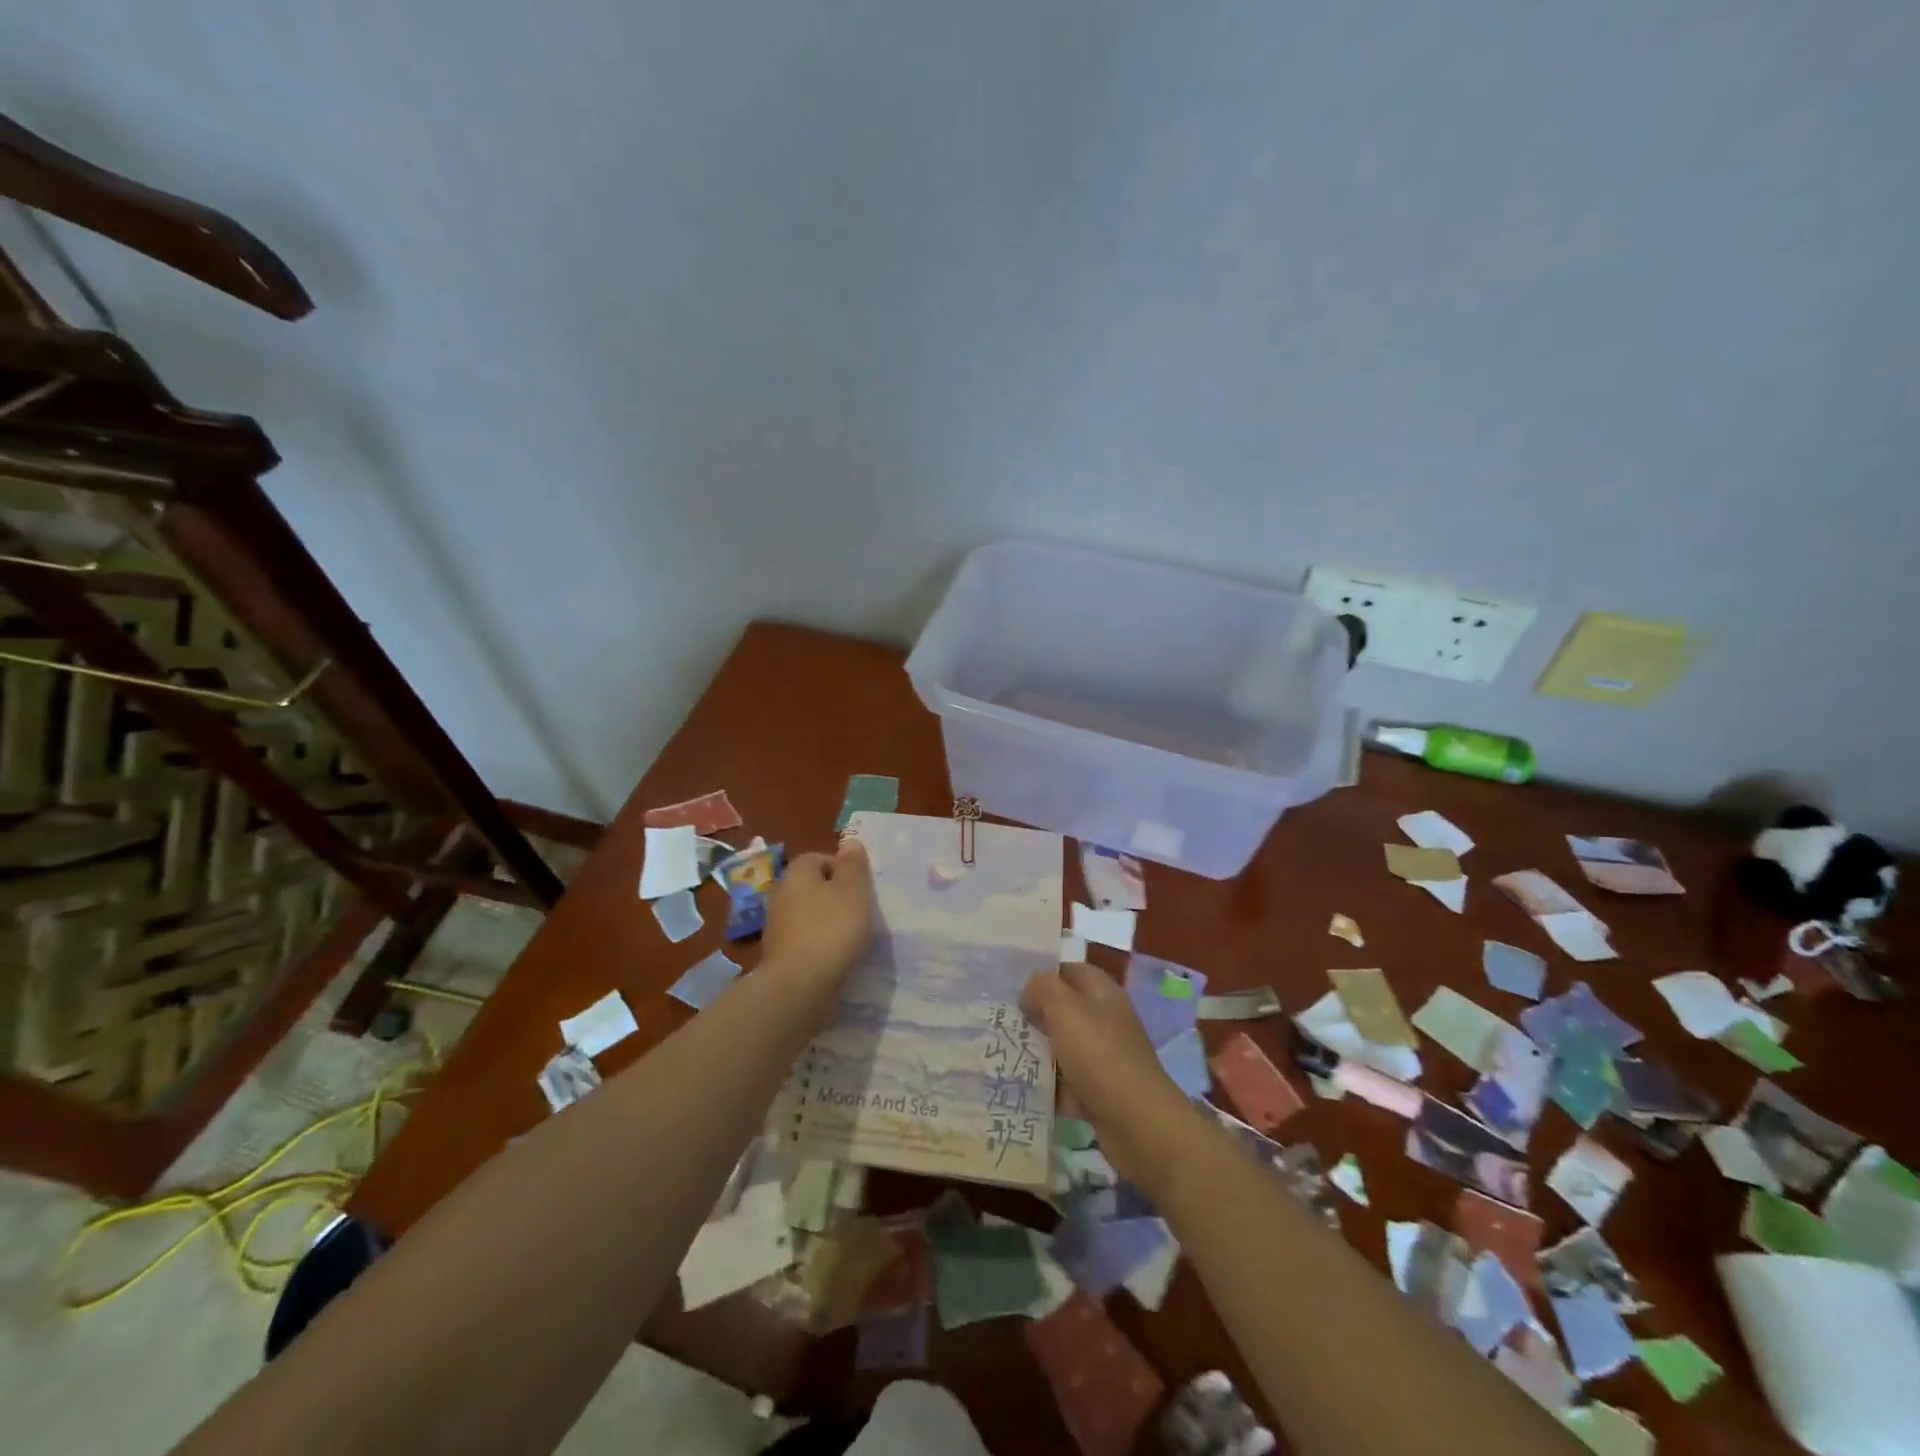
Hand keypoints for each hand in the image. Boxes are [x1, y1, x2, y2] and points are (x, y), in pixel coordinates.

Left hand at [762, 838, 873, 996]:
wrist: (798, 986)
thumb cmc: (831, 930)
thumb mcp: (854, 891)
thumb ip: (853, 865)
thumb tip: (849, 842)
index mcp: (797, 873)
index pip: (820, 858)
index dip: (843, 870)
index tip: (861, 889)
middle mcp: (780, 893)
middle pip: (813, 886)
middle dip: (835, 896)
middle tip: (859, 912)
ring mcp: (776, 925)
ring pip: (808, 914)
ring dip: (827, 922)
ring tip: (850, 938)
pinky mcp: (778, 954)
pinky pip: (804, 939)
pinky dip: (818, 944)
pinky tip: (834, 957)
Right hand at [1021, 961, 1198, 1187]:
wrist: (1137, 1122)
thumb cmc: (1099, 1054)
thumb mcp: (1064, 1009)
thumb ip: (1043, 988)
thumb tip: (1031, 990)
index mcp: (1102, 993)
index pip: (1069, 971)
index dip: (1042, 976)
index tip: (1011, 988)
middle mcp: (1106, 1020)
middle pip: (1065, 1010)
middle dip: (1035, 1016)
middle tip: (1001, 1023)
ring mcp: (1104, 1057)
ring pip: (1064, 1047)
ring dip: (1039, 1052)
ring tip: (1003, 1055)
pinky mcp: (1100, 1092)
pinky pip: (1068, 1083)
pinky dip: (1050, 1087)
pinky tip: (1023, 1089)